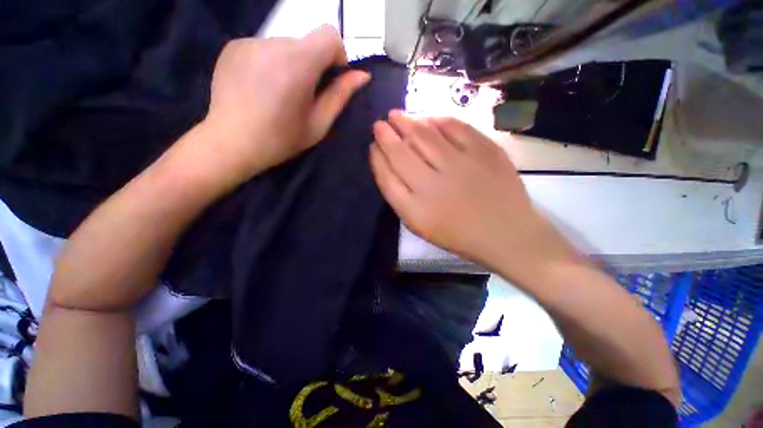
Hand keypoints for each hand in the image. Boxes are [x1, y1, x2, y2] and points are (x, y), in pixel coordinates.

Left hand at [198, 25, 369, 185]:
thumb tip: (362, 75)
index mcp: (298, 63)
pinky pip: (264, 48)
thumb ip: (340, 95)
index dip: (336, 55)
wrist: (231, 143)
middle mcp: (273, 43)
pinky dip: (271, 64)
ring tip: (279, 94)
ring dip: (291, 65)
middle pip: (307, 43)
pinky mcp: (234, 46)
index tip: (331, 78)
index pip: (329, 35)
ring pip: (285, 46)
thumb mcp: (319, 123)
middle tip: (303, 95)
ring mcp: (250, 42)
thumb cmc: (281, 139)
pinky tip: (261, 88)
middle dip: (313, 65)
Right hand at [370, 111, 578, 279]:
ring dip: (406, 121)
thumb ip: (400, 197)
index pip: (387, 177)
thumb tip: (387, 162)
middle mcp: (433, 187)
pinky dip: (438, 119)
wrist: (507, 234)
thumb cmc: (459, 234)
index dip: (377, 158)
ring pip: (424, 135)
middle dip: (385, 135)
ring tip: (396, 115)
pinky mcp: (485, 151)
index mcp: (416, 211)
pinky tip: (428, 118)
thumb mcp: (421, 225)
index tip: (373, 146)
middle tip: (379, 124)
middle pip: (401, 153)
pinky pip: (455, 127)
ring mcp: (460, 166)